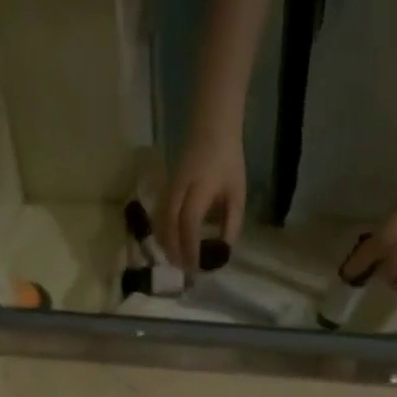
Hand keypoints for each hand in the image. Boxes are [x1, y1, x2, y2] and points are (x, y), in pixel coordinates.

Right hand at [159, 127, 245, 271]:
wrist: (211, 126)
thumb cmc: (228, 161)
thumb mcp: (237, 193)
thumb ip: (231, 223)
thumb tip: (223, 251)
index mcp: (199, 188)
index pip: (189, 223)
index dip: (191, 248)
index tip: (197, 267)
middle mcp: (179, 189)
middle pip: (169, 225)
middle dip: (176, 251)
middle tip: (185, 270)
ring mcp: (169, 188)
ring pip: (160, 222)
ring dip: (166, 245)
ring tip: (177, 262)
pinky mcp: (165, 188)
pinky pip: (159, 216)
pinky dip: (162, 234)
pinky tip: (170, 246)